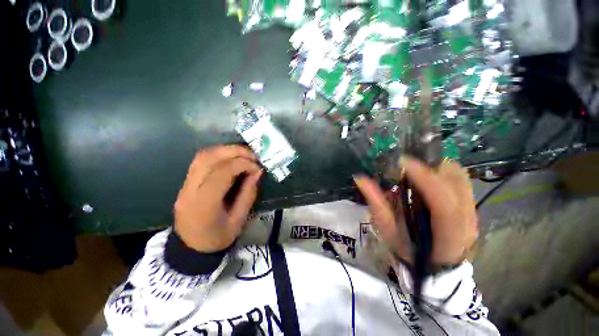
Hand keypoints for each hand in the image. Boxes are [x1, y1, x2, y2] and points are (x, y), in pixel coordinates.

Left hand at [174, 145, 262, 252]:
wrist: (190, 248)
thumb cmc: (217, 238)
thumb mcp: (239, 220)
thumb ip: (249, 194)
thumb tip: (258, 172)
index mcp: (204, 203)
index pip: (223, 172)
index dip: (243, 164)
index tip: (258, 168)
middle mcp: (191, 189)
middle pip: (209, 158)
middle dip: (235, 151)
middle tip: (253, 155)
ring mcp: (185, 184)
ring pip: (203, 155)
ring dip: (226, 150)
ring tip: (244, 154)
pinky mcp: (185, 182)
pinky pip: (200, 160)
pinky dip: (218, 154)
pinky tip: (231, 158)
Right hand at [354, 157, 477, 265]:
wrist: (436, 266)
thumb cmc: (409, 251)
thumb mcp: (389, 231)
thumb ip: (376, 205)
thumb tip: (361, 179)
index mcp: (447, 236)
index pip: (443, 204)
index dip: (424, 179)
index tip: (403, 162)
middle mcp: (467, 222)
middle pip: (456, 183)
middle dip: (429, 167)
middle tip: (405, 166)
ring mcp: (473, 212)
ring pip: (460, 177)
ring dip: (436, 167)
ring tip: (415, 171)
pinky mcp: (471, 206)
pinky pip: (461, 179)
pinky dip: (442, 171)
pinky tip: (426, 177)